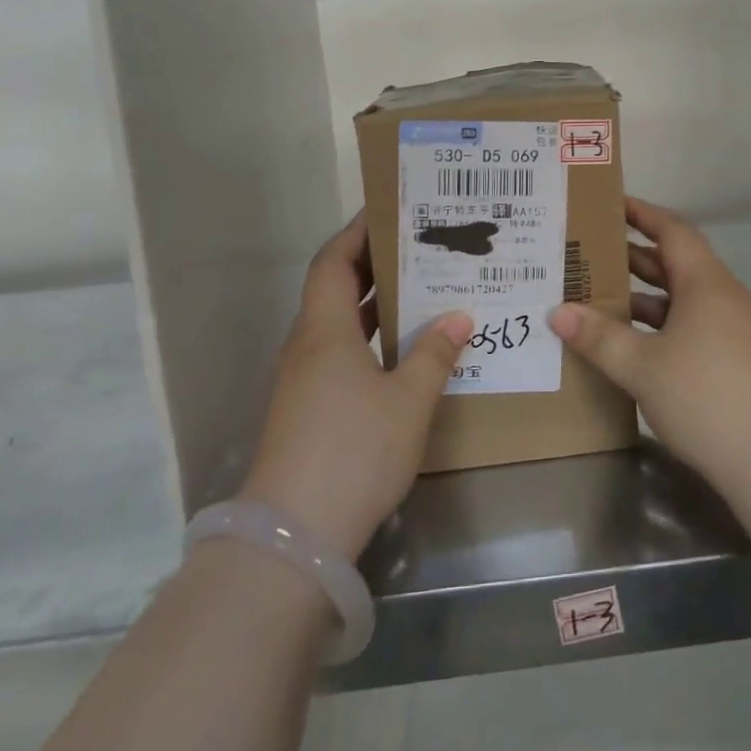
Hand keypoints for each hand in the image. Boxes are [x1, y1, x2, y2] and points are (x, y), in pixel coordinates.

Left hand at [240, 212, 470, 560]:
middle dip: (372, 263)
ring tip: (419, 289)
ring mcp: (303, 381)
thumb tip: (457, 316)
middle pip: (334, 288)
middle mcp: (307, 347)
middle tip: (418, 246)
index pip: (333, 261)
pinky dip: (369, 339)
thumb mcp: (408, 400)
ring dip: (372, 303)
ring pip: (338, 324)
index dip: (357, 231)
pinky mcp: (307, 411)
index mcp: (324, 330)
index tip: (389, 211)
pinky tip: (403, 351)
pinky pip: (340, 354)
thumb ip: (434, 354)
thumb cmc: (354, 451)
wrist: (293, 540)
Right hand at [550, 197, 750, 494]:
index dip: (641, 213)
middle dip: (633, 256)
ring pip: (683, 299)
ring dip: (645, 296)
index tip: (609, 204)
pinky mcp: (739, 360)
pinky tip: (635, 347)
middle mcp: (723, 296)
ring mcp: (735, 329)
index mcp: (705, 281)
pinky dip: (662, 326)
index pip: (671, 229)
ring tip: (600, 298)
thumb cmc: (707, 396)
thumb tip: (558, 313)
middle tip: (589, 253)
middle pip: (675, 263)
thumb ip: (599, 337)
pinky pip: (693, 326)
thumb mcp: (642, 366)